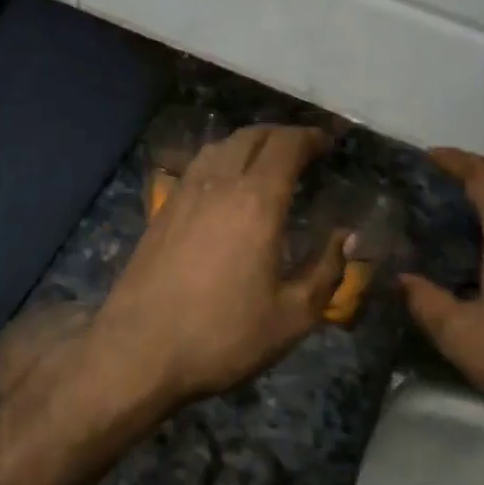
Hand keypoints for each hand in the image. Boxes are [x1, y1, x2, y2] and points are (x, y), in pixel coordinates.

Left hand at [88, 124, 348, 406]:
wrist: (138, 349)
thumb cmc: (222, 335)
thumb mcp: (291, 317)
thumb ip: (325, 271)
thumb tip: (345, 237)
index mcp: (256, 201)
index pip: (286, 146)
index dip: (310, 137)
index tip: (328, 143)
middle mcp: (219, 184)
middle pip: (251, 136)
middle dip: (282, 135)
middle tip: (303, 149)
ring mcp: (184, 193)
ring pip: (220, 146)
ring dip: (249, 143)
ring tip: (266, 162)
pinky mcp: (162, 209)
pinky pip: (198, 166)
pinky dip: (221, 160)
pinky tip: (225, 185)